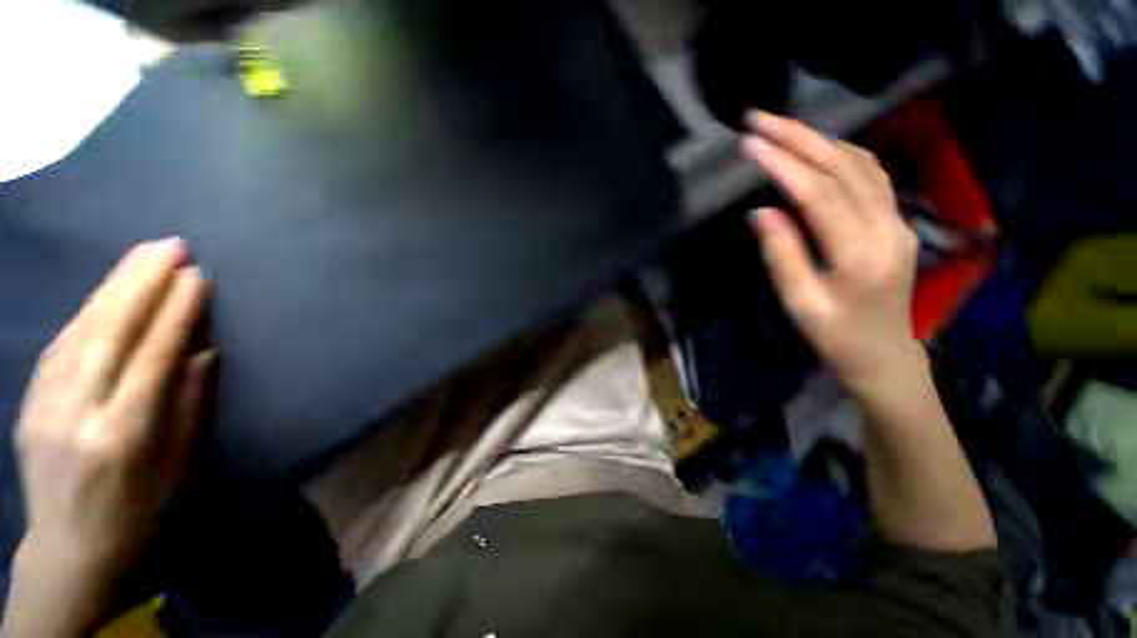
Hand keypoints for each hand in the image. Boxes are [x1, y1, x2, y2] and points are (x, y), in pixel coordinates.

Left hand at [14, 238, 212, 571]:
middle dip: (142, 283)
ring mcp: (46, 404)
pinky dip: (86, 311)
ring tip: (141, 254)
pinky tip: (104, 291)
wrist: (69, 547)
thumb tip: (202, 353)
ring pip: (80, 330)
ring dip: (113, 286)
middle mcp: (78, 411)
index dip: (176, 312)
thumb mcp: (177, 466)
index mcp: (122, 433)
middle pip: (110, 332)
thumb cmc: (138, 509)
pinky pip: (60, 344)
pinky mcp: (30, 401)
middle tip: (169, 245)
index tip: (197, 277)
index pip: (152, 355)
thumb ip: (189, 406)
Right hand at [741, 112, 922, 388]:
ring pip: (861, 164)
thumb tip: (761, 212)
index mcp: (860, 254)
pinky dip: (842, 154)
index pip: (819, 194)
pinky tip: (820, 148)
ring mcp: (897, 221)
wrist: (883, 353)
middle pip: (843, 167)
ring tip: (782, 128)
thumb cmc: (834, 335)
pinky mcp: (897, 222)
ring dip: (820, 140)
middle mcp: (887, 228)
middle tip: (760, 119)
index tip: (751, 144)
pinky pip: (872, 176)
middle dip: (799, 137)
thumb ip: (782, 256)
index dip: (784, 165)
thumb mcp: (800, 304)